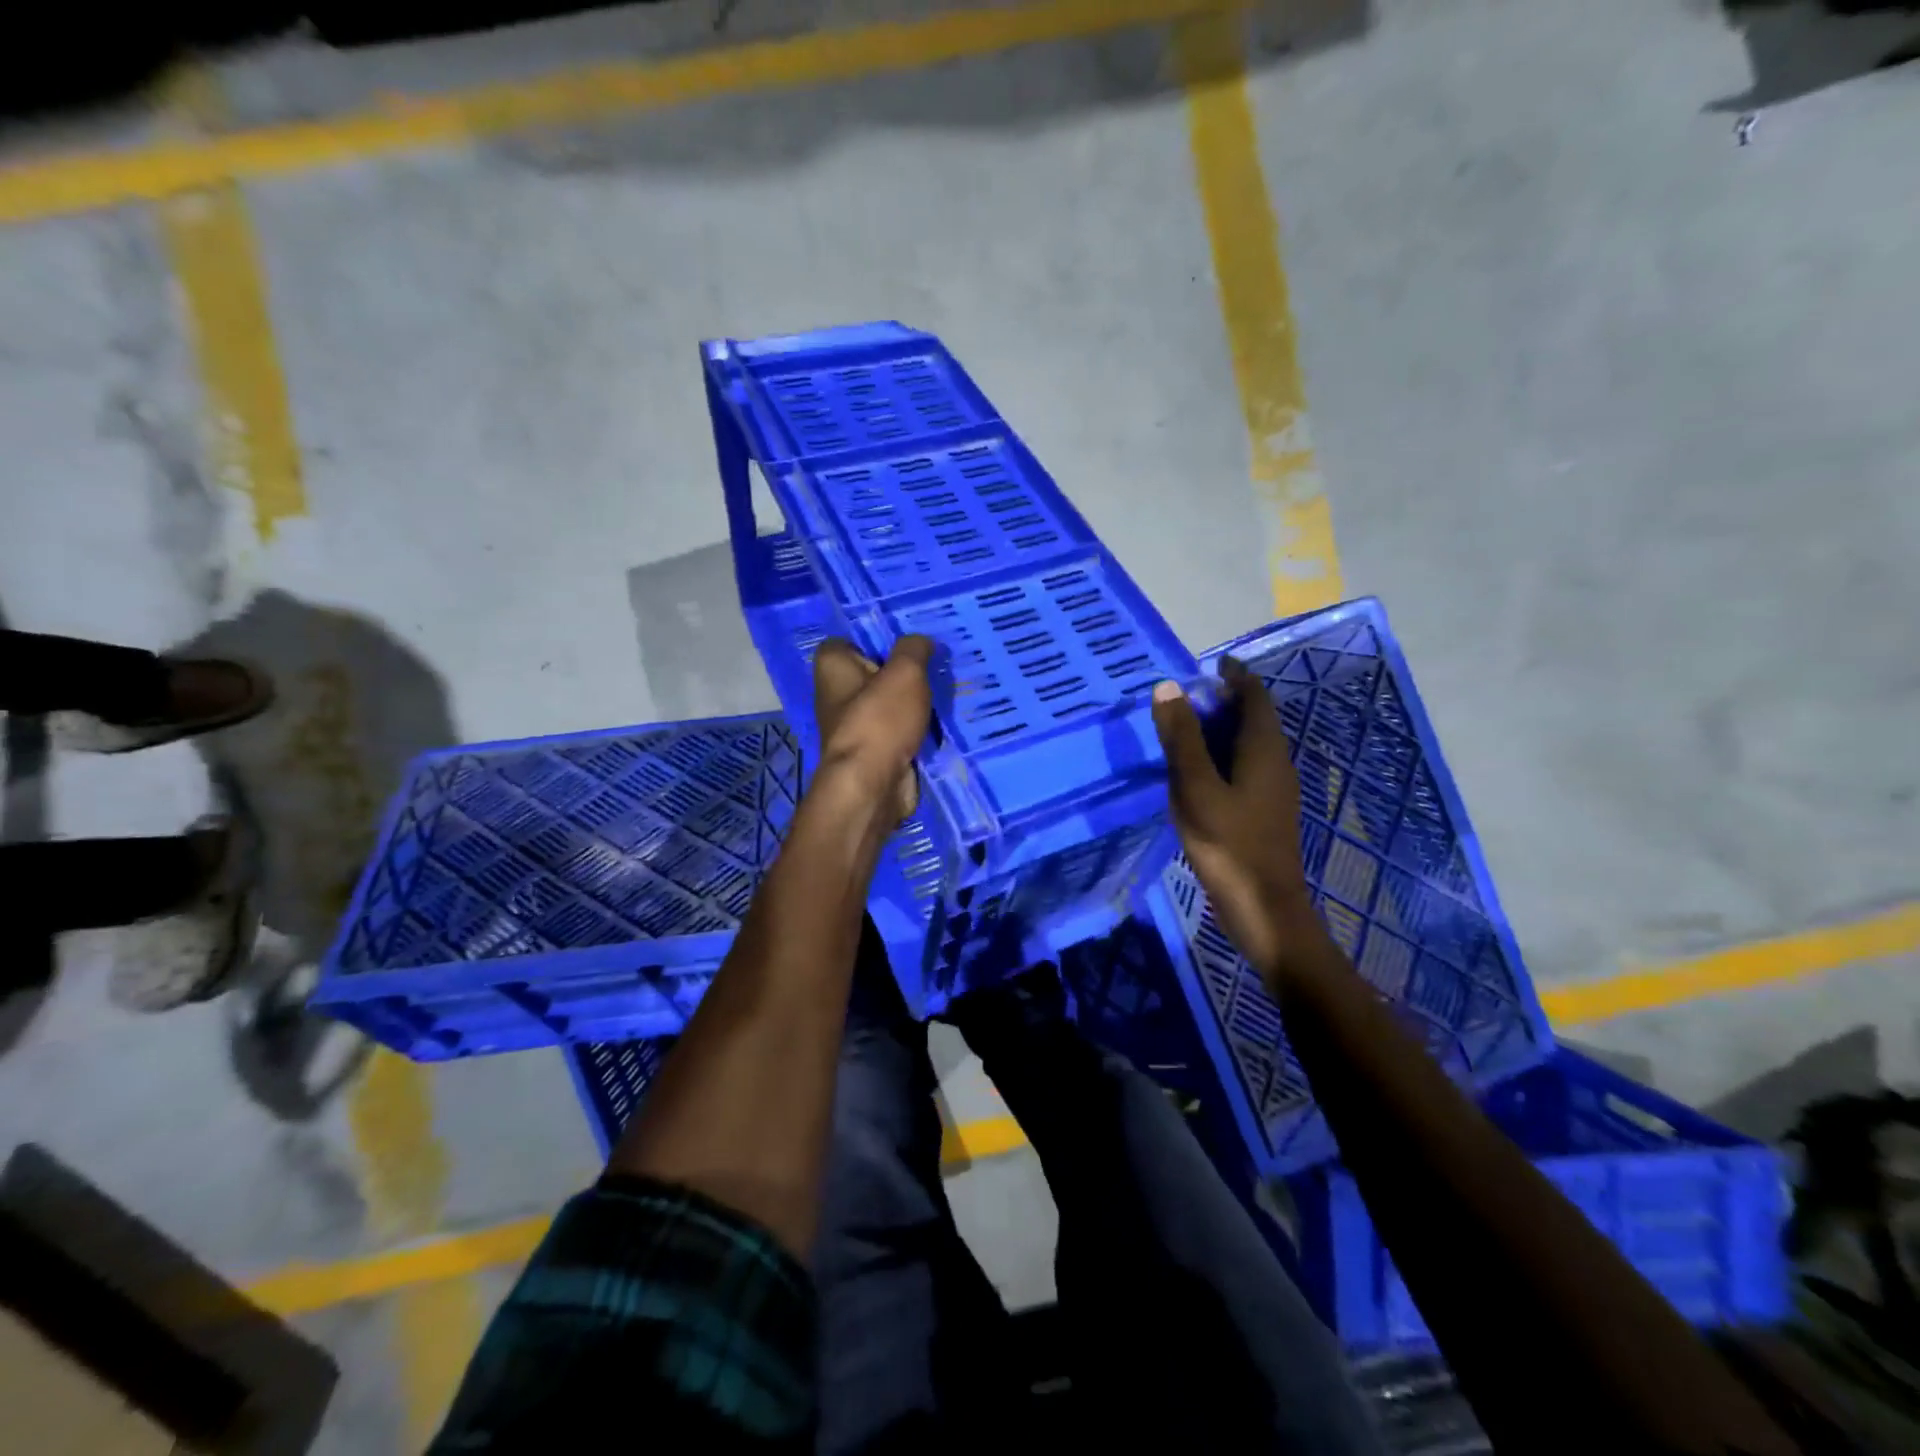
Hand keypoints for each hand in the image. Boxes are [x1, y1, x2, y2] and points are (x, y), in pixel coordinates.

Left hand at [812, 636, 934, 824]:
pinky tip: (939, 723)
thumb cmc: (881, 720)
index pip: (848, 641)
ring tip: (943, 691)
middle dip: (903, 671)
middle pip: (873, 672)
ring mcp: (853, 725)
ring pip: (889, 703)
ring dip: (913, 702)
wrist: (872, 786)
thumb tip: (920, 642)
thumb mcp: (906, 672)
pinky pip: (897, 730)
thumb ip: (914, 649)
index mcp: (832, 667)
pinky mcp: (872, 751)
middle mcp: (836, 694)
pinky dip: (915, 729)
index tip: (907, 643)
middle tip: (934, 665)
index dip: (875, 639)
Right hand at [1151, 657, 1315, 979]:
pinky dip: (1223, 755)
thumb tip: (1168, 688)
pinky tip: (1198, 772)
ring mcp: (1273, 790)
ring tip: (1186, 728)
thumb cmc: (1229, 844)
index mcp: (1263, 750)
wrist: (1263, 908)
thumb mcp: (1196, 788)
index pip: (1255, 696)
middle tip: (1187, 696)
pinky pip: (1245, 767)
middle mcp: (1275, 763)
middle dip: (1226, 701)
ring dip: (1223, 729)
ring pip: (1250, 745)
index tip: (1210, 663)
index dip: (1235, 676)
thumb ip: (1182, 739)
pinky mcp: (1265, 812)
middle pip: (1255, 718)